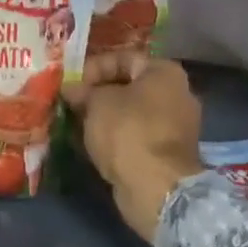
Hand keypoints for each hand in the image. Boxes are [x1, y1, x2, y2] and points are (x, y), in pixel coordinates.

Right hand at [65, 55, 203, 241]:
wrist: (156, 189)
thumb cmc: (128, 132)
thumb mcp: (97, 103)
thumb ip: (83, 91)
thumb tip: (71, 88)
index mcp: (165, 73)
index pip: (123, 58)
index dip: (93, 67)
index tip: (71, 83)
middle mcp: (177, 94)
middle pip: (129, 86)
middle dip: (97, 94)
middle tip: (71, 103)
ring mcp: (175, 127)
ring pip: (131, 114)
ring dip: (104, 117)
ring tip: (77, 123)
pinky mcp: (168, 155)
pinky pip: (136, 137)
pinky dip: (116, 138)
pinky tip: (92, 144)